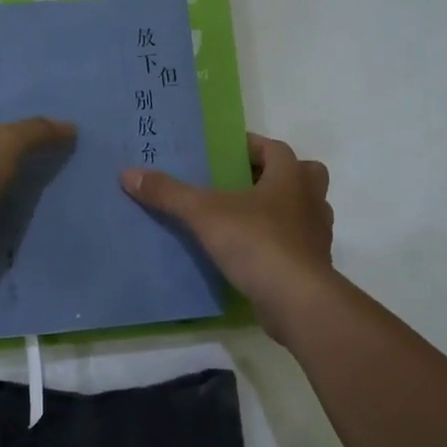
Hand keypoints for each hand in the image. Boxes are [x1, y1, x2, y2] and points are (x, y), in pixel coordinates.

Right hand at [121, 132, 336, 344]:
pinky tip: (253, 254)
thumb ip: (169, 193)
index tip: (227, 152)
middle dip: (278, 176)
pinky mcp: (314, 266)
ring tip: (246, 218)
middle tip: (245, 184)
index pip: (275, 148)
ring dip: (282, 210)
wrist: (296, 300)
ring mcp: (317, 235)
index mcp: (291, 177)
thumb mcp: (205, 214)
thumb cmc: (256, 242)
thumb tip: (129, 173)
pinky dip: (280, 243)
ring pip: (305, 211)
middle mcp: (311, 200)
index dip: (252, 146)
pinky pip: (298, 244)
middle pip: (303, 175)